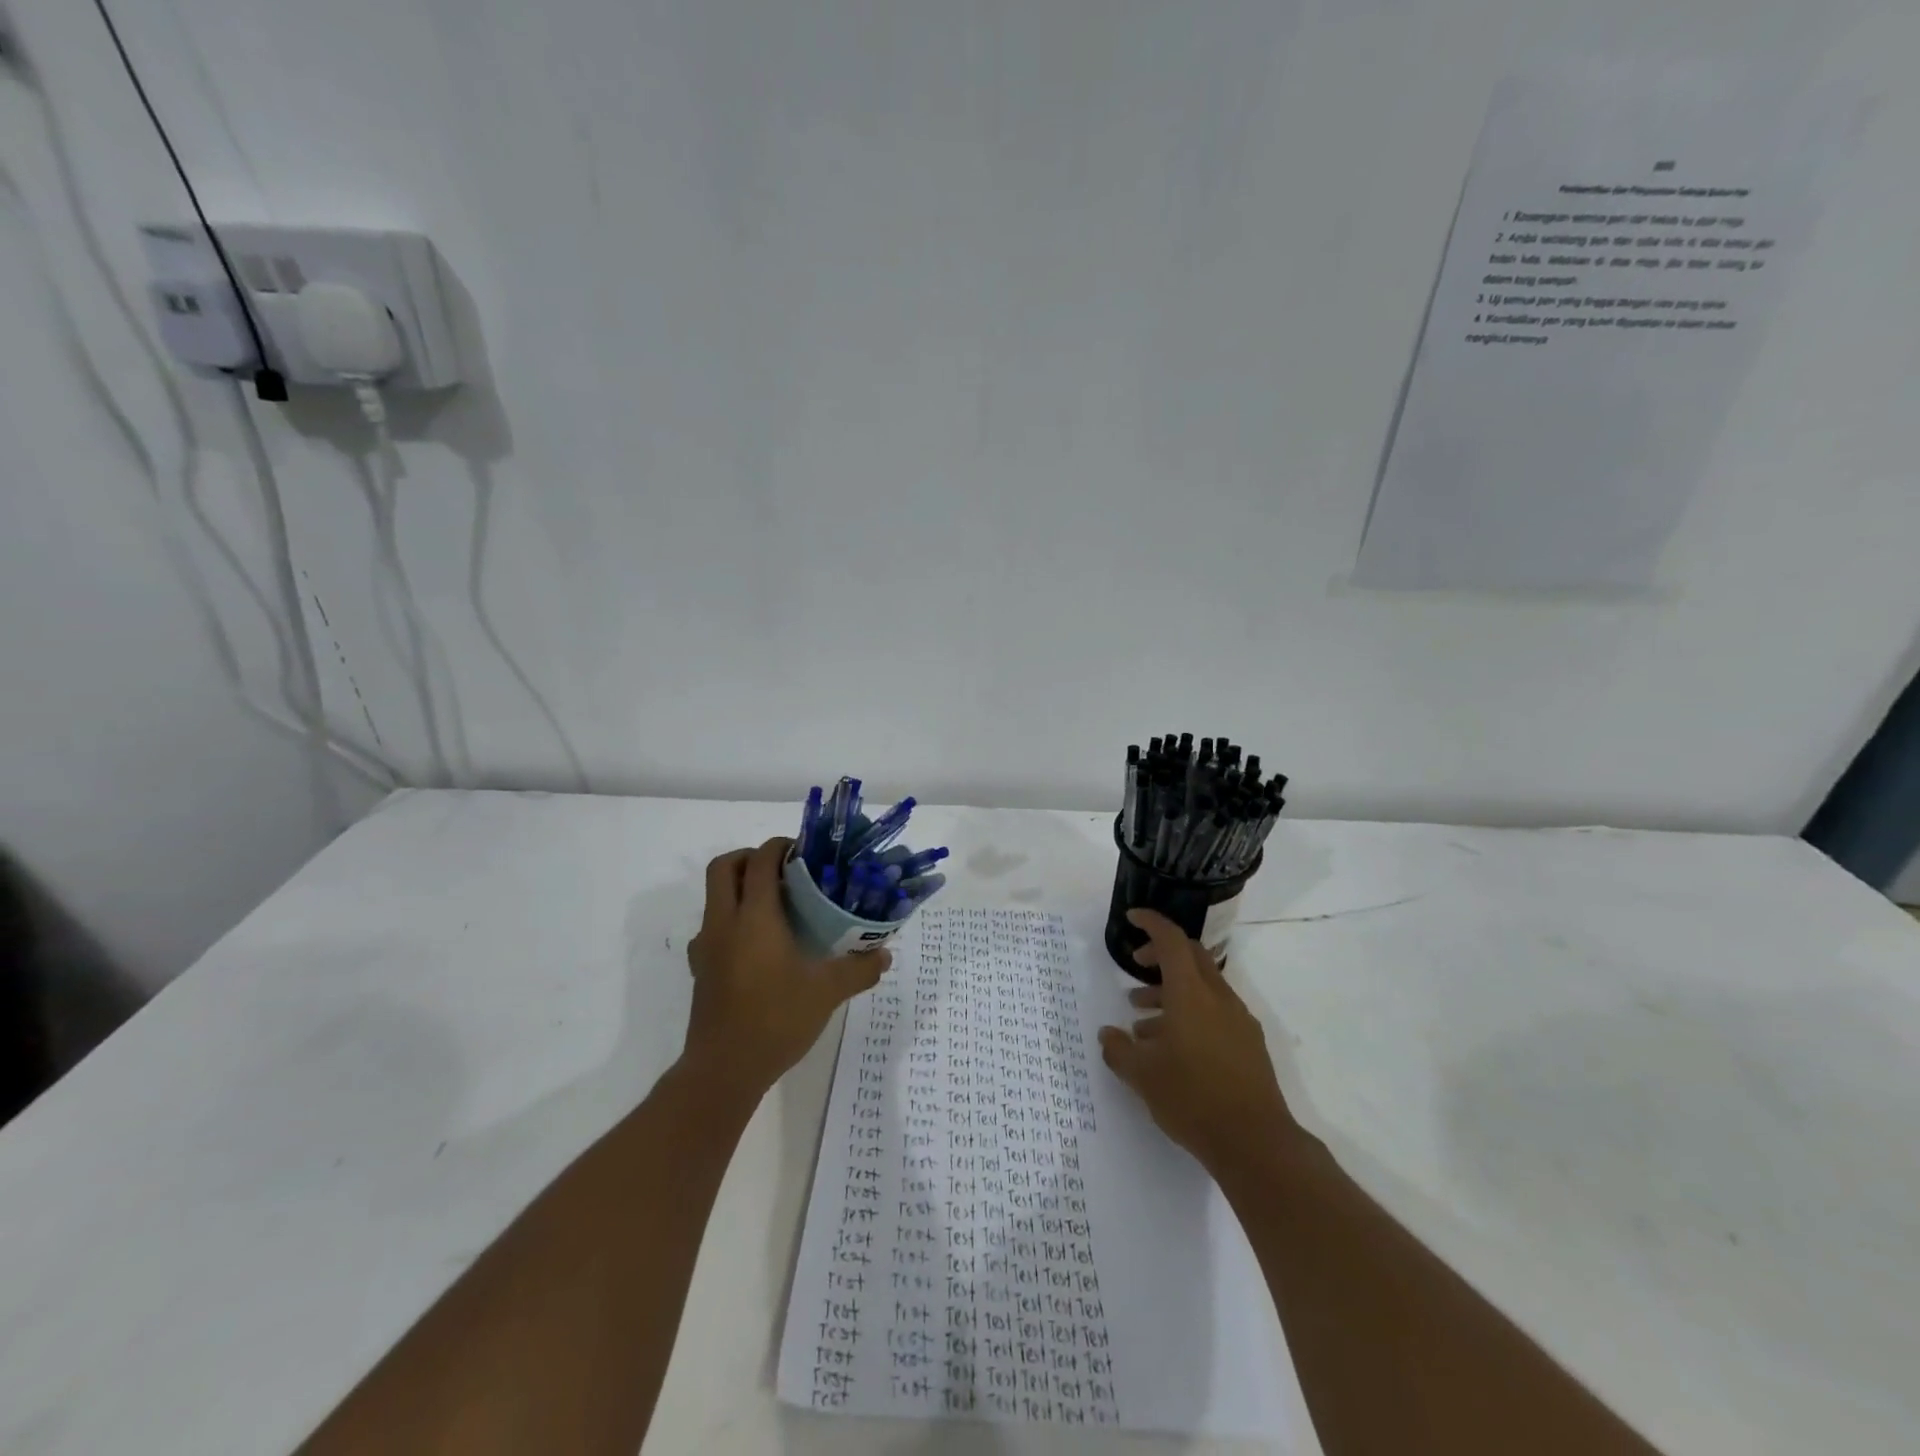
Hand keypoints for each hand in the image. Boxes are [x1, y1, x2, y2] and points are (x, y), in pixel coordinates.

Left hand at [681, 838, 890, 1107]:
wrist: (723, 1071)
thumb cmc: (776, 1020)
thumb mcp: (827, 993)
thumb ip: (858, 969)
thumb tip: (884, 955)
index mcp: (754, 918)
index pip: (761, 861)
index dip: (780, 846)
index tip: (805, 851)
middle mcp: (724, 923)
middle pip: (724, 867)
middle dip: (751, 857)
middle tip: (784, 869)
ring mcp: (706, 947)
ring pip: (714, 897)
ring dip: (739, 888)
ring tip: (776, 906)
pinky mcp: (700, 970)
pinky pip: (713, 928)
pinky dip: (733, 920)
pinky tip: (758, 946)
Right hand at [1098, 909, 1296, 1179]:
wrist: (1256, 1143)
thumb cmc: (1192, 1098)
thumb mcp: (1142, 1075)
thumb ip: (1119, 1050)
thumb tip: (1108, 1035)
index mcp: (1191, 993)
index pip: (1172, 940)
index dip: (1151, 923)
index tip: (1132, 917)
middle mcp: (1218, 998)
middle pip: (1191, 957)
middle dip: (1161, 954)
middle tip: (1136, 965)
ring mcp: (1238, 1020)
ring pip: (1202, 987)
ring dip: (1171, 991)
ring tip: (1143, 1022)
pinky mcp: (1249, 1044)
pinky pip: (1215, 1012)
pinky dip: (1190, 1014)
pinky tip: (1172, 1048)